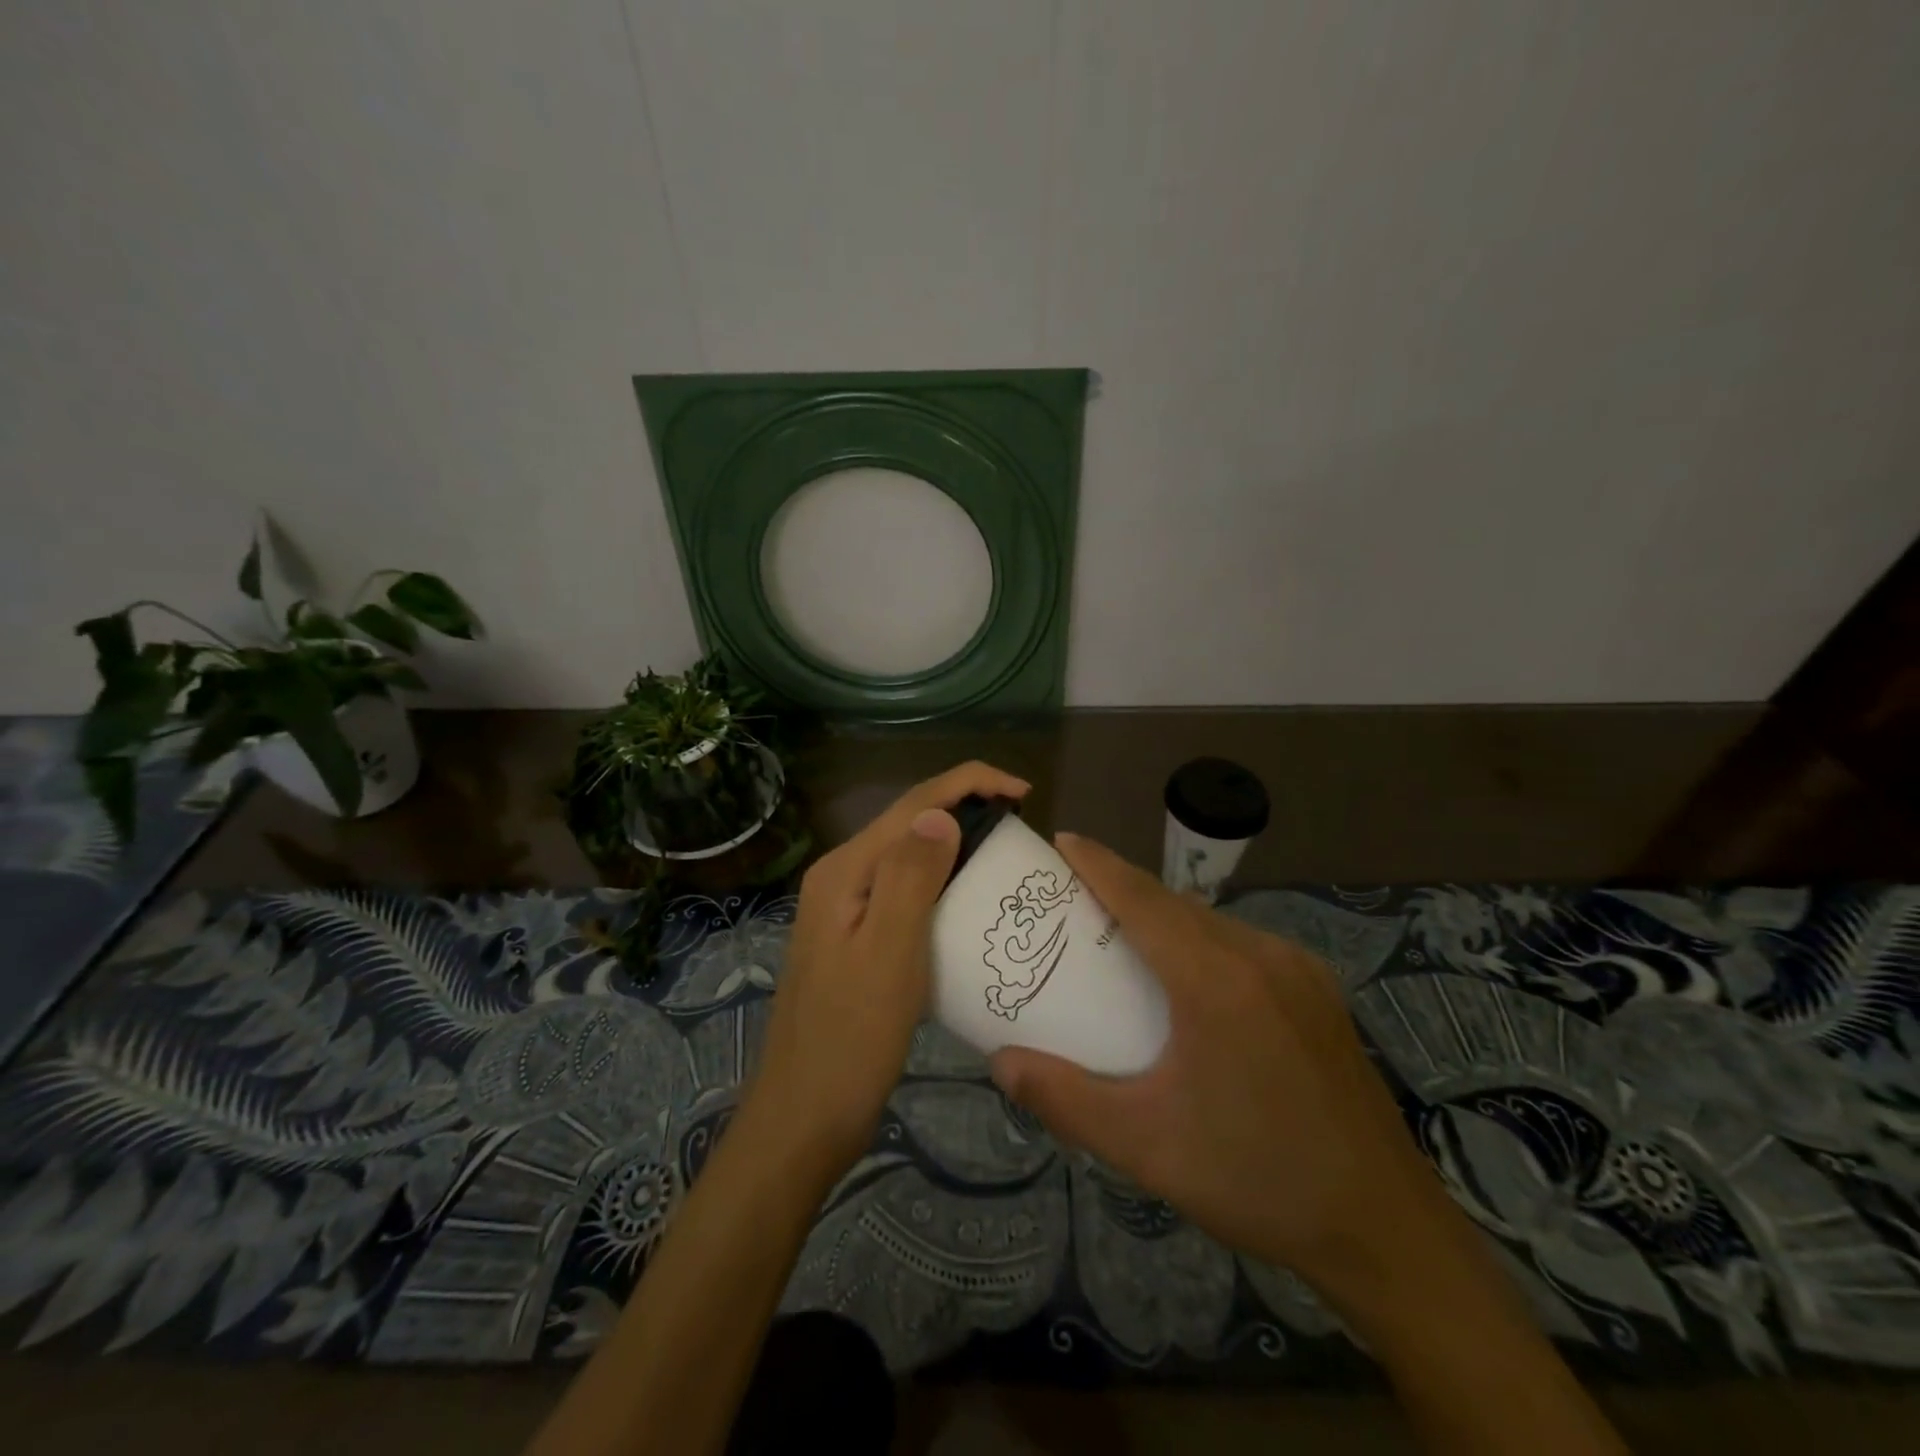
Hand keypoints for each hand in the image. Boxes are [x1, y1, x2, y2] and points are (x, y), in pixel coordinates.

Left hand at [746, 761, 1030, 1175]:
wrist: (804, 1117)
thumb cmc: (852, 1039)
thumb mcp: (888, 953)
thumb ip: (910, 876)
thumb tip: (942, 813)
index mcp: (845, 871)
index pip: (913, 804)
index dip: (969, 782)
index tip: (1024, 792)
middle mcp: (841, 878)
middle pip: (909, 823)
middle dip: (965, 807)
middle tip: (1021, 827)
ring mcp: (845, 910)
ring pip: (908, 857)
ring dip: (955, 844)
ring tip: (1004, 855)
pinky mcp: (856, 940)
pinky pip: (905, 892)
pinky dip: (942, 883)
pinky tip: (968, 903)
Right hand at [988, 831, 1450, 1304]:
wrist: (1386, 1230)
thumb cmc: (1256, 1180)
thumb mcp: (1145, 1146)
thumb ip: (1064, 1099)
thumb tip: (1001, 1061)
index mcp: (1217, 980)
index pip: (1144, 898)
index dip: (1099, 864)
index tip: (1062, 840)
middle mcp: (1261, 955)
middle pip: (1176, 903)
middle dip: (1122, 888)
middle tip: (1073, 897)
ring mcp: (1298, 969)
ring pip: (1212, 921)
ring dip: (1163, 915)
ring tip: (1120, 936)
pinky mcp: (1318, 991)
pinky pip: (1242, 944)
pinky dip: (1200, 940)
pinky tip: (1186, 978)